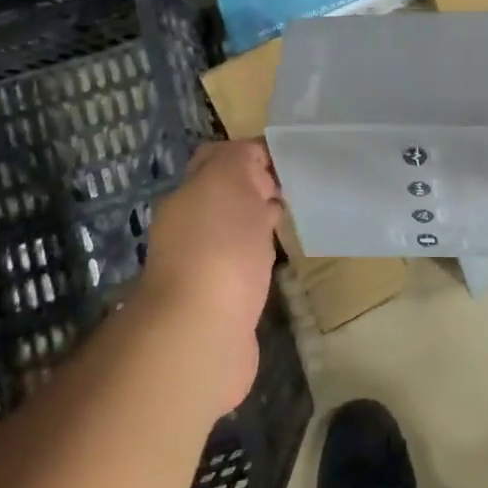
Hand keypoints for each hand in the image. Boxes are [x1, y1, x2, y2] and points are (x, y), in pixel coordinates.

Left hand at [141, 140, 282, 413]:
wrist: (201, 334)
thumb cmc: (219, 249)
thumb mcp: (229, 181)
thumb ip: (240, 159)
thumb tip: (254, 159)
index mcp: (188, 195)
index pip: (218, 159)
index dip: (253, 153)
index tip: (292, 157)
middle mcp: (188, 227)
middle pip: (226, 195)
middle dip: (258, 188)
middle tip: (299, 187)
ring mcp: (202, 266)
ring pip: (234, 231)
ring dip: (258, 224)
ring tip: (296, 219)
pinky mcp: (220, 301)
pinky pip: (242, 266)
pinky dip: (260, 258)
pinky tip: (281, 260)